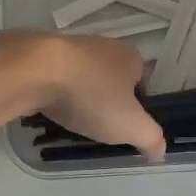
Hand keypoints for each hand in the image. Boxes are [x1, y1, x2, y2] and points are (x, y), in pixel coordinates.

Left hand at [0, 31, 166, 161]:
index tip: (124, 127)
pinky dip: (54, 92)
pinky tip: (48, 108)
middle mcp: (103, 45)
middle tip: (97, 127)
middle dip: (105, 102)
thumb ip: (151, 138)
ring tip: (71, 120)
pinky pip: (55, 77)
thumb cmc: (91, 95)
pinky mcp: (42, 53)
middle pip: (111, 79)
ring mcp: (71, 47)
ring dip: (78, 97)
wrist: (35, 70)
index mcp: (130, 56)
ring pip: (82, 78)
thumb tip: (160, 150)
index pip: (142, 83)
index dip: (136, 107)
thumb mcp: (131, 125)